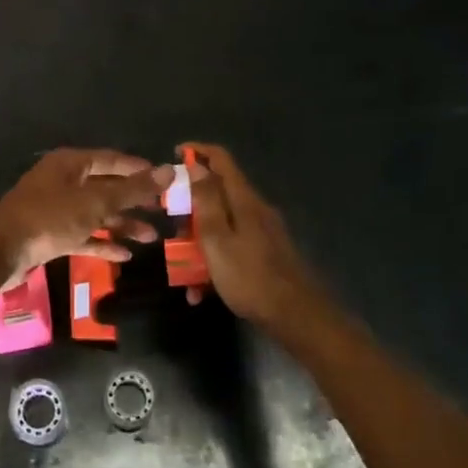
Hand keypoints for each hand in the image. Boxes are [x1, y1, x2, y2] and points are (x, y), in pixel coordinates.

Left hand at [0, 149, 169, 275]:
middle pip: (105, 187)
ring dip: (122, 224)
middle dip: (134, 200)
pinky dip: (102, 242)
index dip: (139, 169)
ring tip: (151, 238)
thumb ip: (132, 189)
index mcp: (71, 164)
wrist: (0, 251)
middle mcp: (63, 182)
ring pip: (95, 213)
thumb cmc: (49, 217)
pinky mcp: (50, 235)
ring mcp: (55, 210)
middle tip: (163, 211)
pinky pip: (82, 235)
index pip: (112, 159)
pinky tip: (125, 255)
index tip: (165, 180)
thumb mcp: (95, 202)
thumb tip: (169, 171)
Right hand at [185, 144, 329, 334]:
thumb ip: (206, 201)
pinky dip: (213, 260)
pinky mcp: (265, 253)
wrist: (295, 316)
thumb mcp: (217, 239)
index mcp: (244, 200)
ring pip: (222, 223)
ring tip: (180, 267)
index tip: (175, 154)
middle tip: (171, 221)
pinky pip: (232, 246)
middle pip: (219, 192)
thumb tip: (197, 166)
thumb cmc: (249, 276)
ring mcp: (263, 232)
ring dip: (199, 239)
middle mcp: (255, 209)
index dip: (198, 150)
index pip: (221, 159)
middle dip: (191, 204)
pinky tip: (200, 291)